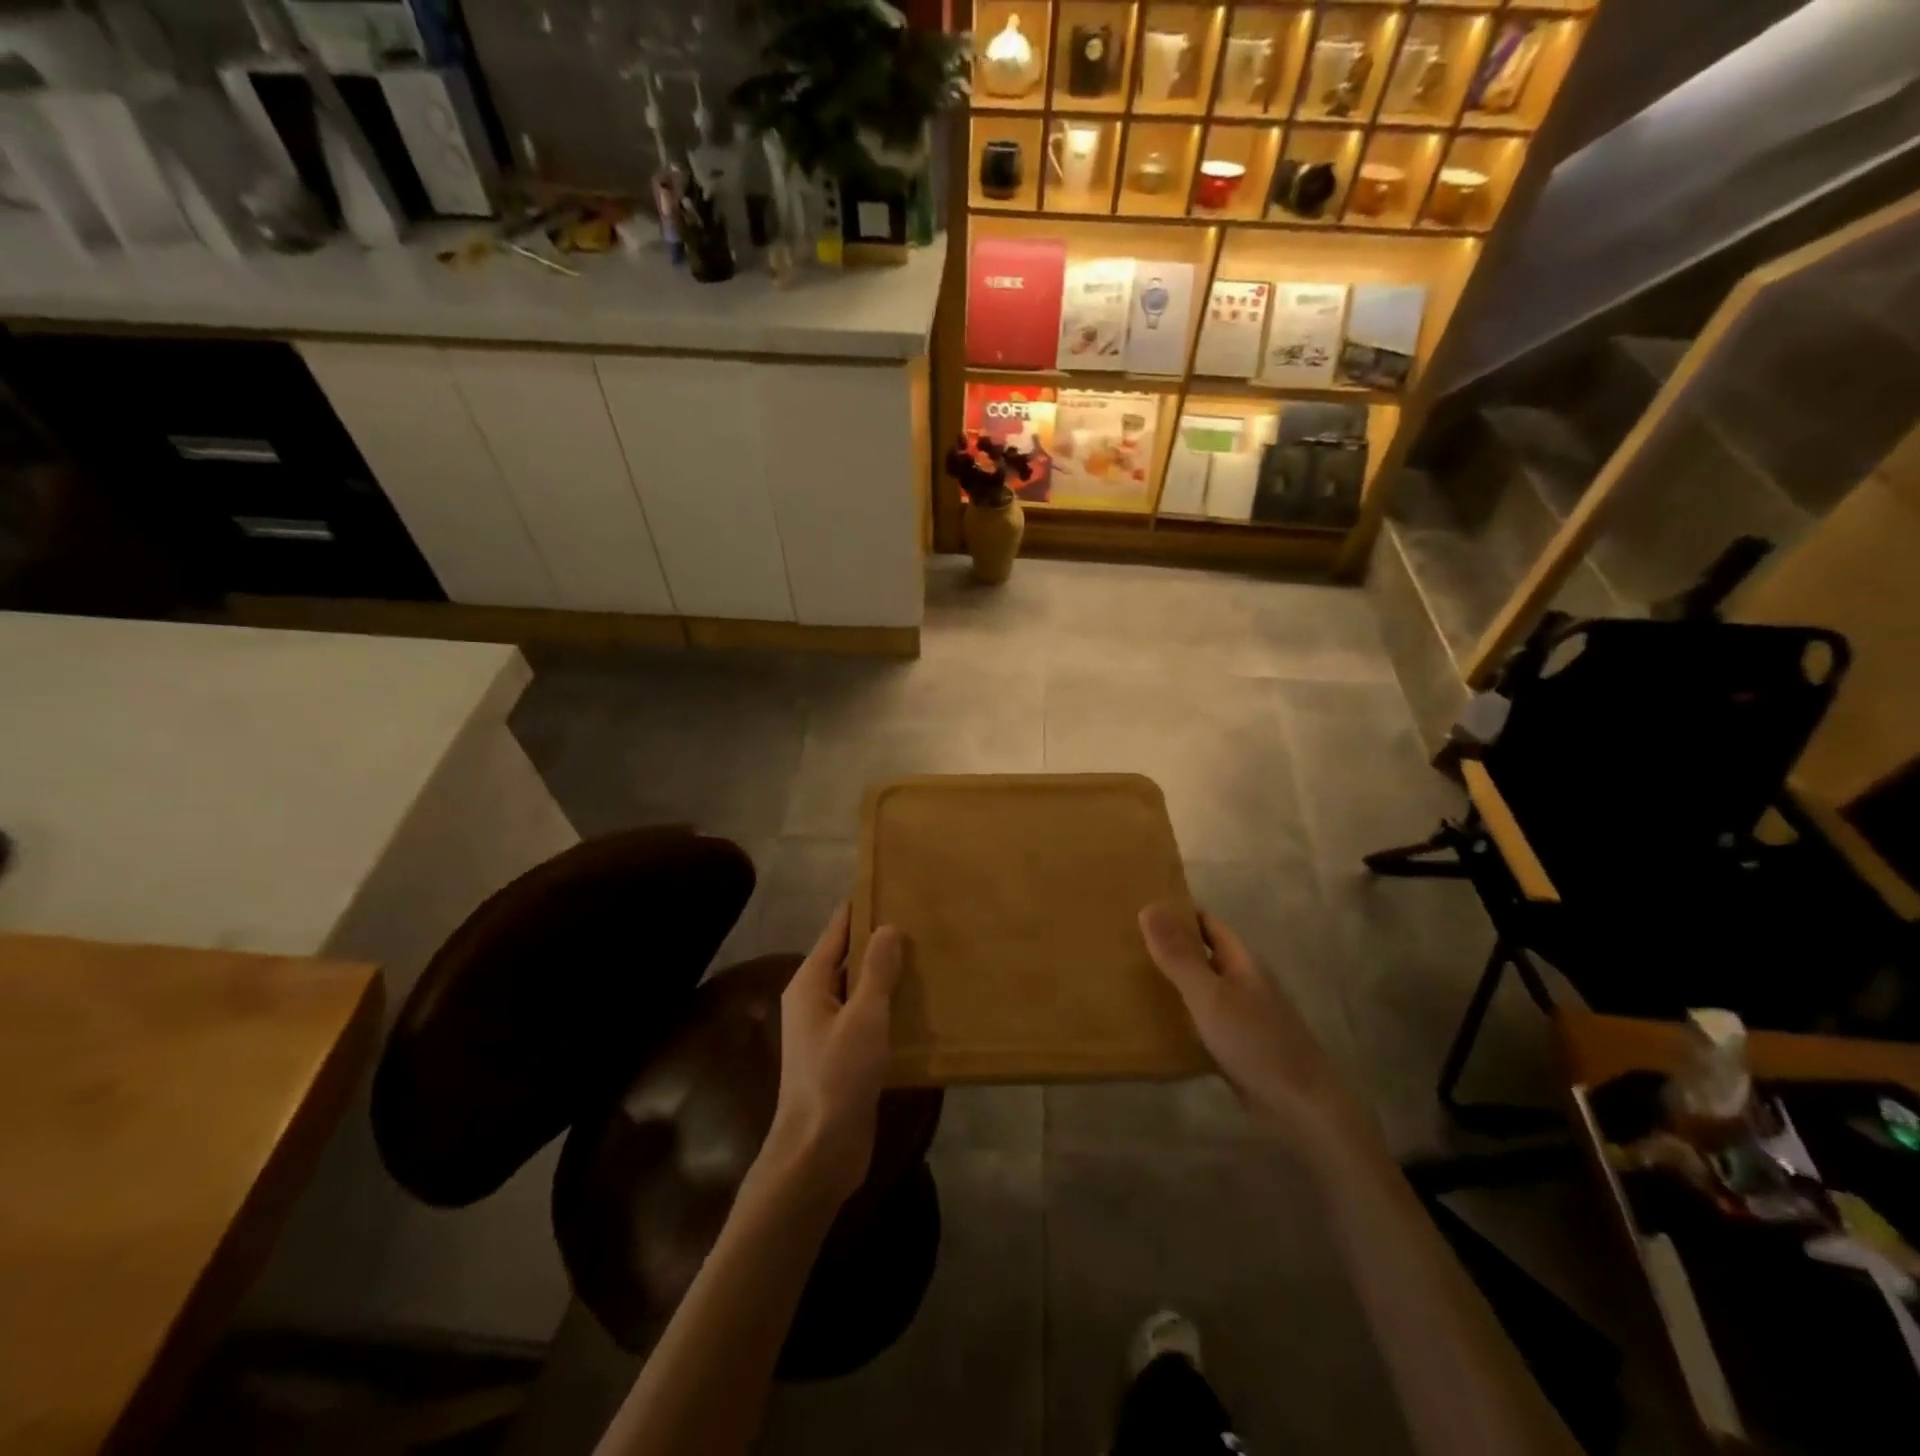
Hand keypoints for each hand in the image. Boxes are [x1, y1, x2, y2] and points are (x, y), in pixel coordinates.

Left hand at [763, 903, 903, 1205]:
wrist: (819, 1152)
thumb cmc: (838, 1076)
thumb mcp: (863, 1017)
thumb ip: (876, 970)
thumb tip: (888, 927)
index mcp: (810, 983)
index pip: (837, 931)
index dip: (862, 908)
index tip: (893, 886)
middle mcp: (815, 1000)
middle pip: (849, 958)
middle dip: (881, 940)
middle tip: (923, 919)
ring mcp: (828, 1030)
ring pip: (861, 989)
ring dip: (889, 975)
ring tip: (930, 955)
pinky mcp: (844, 1055)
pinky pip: (869, 1017)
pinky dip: (891, 1006)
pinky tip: (922, 1004)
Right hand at [1140, 902, 1364, 1149]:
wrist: (1301, 1108)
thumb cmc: (1255, 1041)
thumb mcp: (1209, 995)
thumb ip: (1179, 955)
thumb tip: (1148, 907)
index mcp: (1241, 962)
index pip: (1207, 925)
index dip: (1179, 913)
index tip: (1142, 908)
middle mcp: (1243, 984)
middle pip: (1203, 956)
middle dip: (1170, 948)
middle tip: (1125, 944)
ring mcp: (1242, 1017)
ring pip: (1201, 990)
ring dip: (1173, 984)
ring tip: (1129, 980)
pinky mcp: (1237, 1048)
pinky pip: (1202, 1023)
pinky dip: (1180, 1019)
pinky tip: (1154, 1027)